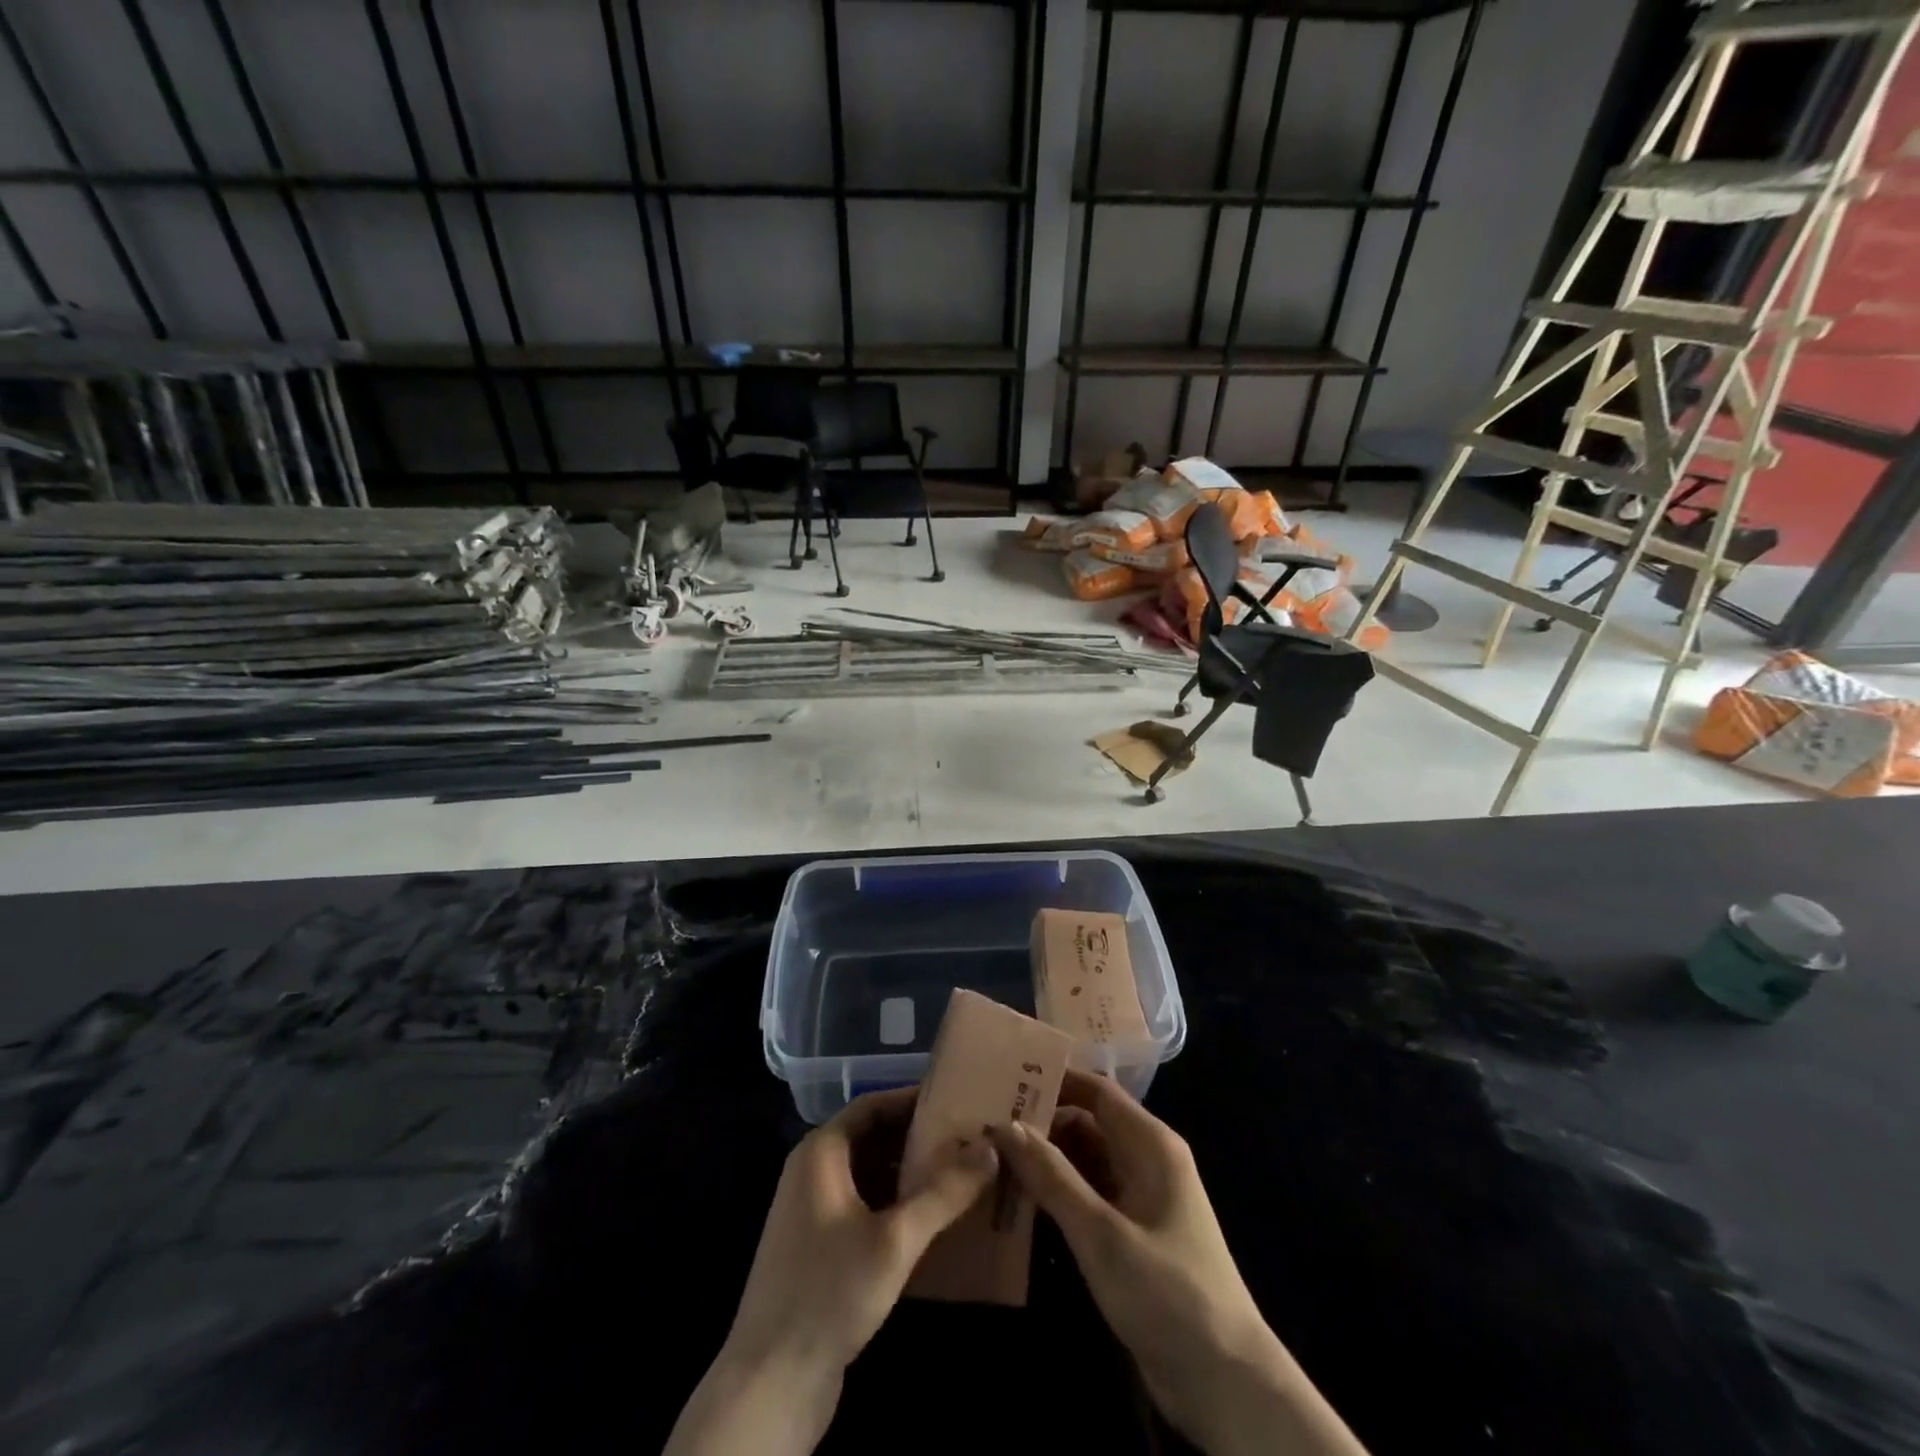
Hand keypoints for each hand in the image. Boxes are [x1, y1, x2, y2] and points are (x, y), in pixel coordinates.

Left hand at [665, 1088, 997, 1455]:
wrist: (770, 1381)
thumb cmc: (830, 1291)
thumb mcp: (895, 1240)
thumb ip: (944, 1192)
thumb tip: (990, 1149)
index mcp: (820, 1152)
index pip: (872, 1105)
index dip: (913, 1100)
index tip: (957, 1102)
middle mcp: (812, 1170)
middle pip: (871, 1138)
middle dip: (918, 1139)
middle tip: (968, 1141)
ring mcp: (812, 1210)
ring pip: (868, 1174)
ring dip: (908, 1174)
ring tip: (960, 1176)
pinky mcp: (818, 1247)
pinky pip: (862, 1206)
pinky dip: (894, 1205)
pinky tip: (930, 1221)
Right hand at [988, 1072, 1366, 1455]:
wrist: (1226, 1383)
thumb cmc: (1168, 1293)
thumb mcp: (1102, 1234)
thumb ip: (1053, 1178)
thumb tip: (1006, 1125)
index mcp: (1150, 1144)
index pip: (1095, 1091)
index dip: (1053, 1080)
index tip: (1003, 1078)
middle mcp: (1146, 1160)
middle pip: (1086, 1123)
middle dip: (1041, 1122)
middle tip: (984, 1122)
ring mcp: (1140, 1198)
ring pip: (1084, 1161)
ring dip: (1045, 1160)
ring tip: (989, 1155)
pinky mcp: (1131, 1234)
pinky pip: (1088, 1195)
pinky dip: (1057, 1192)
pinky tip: (1018, 1198)